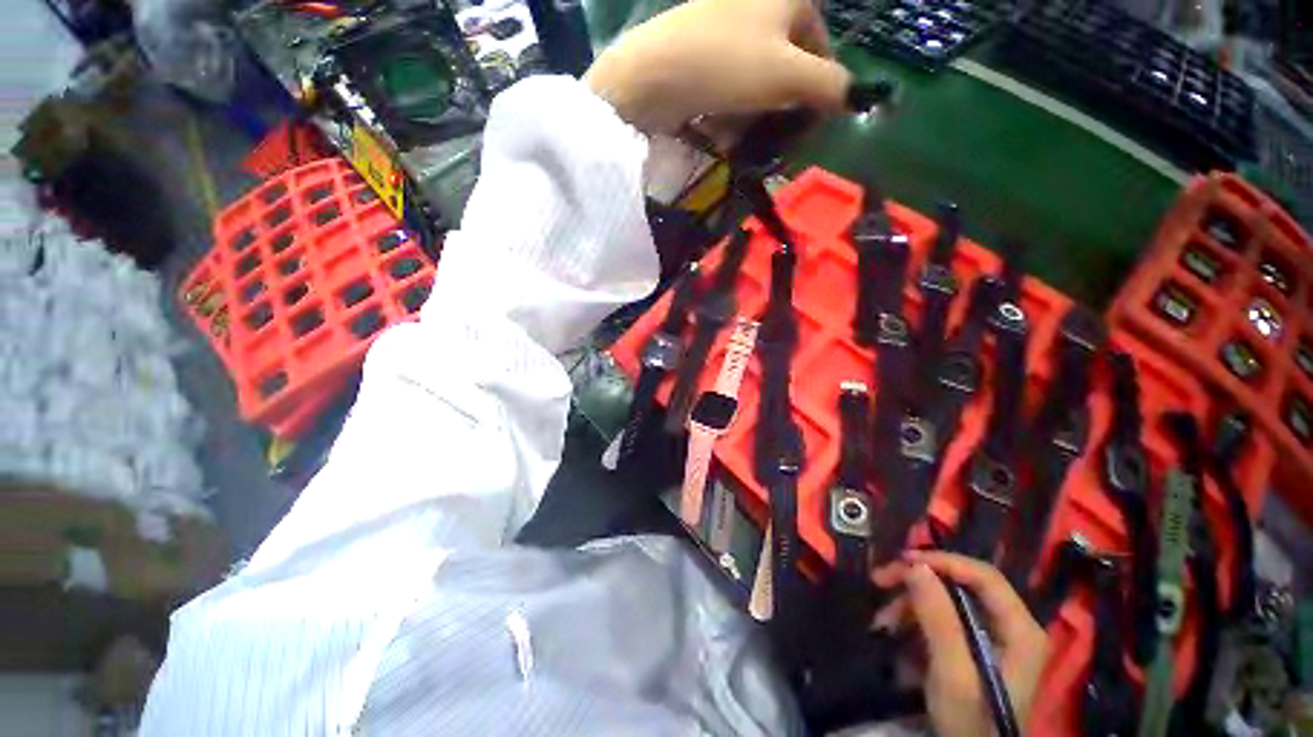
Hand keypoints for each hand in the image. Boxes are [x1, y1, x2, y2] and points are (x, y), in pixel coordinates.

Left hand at [584, 0, 850, 132]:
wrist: (653, 74)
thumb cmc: (728, 65)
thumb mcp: (789, 75)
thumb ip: (829, 85)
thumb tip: (852, 97)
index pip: (821, 45)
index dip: (819, 87)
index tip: (808, 125)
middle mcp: (758, 2)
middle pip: (787, 63)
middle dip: (782, 106)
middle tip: (773, 137)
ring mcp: (726, 25)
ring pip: (757, 79)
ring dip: (754, 114)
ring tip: (743, 138)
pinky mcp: (702, 50)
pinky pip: (729, 83)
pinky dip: (731, 108)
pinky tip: (722, 130)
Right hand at [889, 551, 1048, 735]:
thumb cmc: (969, 721)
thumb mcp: (952, 674)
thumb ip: (939, 619)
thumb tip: (916, 566)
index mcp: (1020, 629)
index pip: (983, 576)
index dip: (942, 562)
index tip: (902, 562)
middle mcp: (1011, 626)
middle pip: (961, 584)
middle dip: (918, 582)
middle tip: (881, 581)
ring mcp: (993, 637)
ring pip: (947, 601)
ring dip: (910, 604)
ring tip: (883, 621)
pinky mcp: (975, 647)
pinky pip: (941, 619)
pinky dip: (915, 621)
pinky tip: (894, 632)